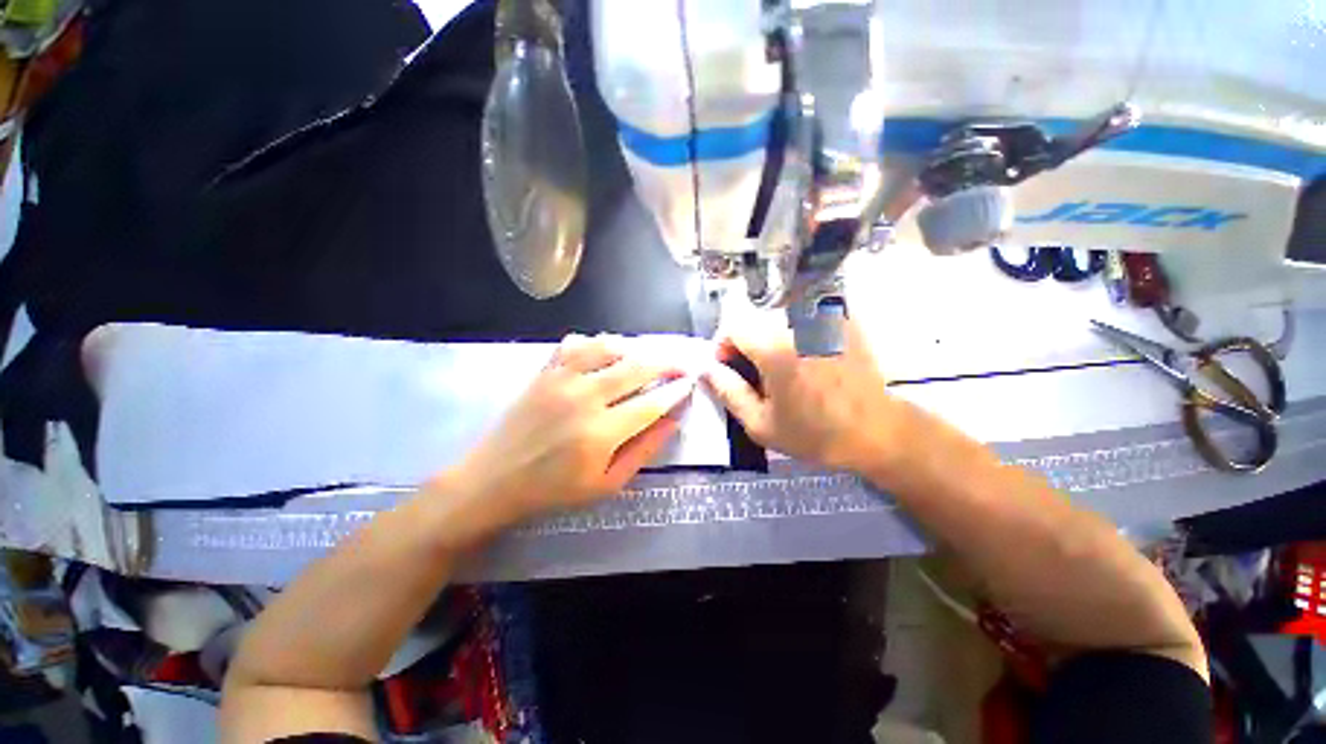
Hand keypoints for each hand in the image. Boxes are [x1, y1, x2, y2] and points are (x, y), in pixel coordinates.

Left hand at [443, 333, 696, 526]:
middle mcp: (584, 397)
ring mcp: (561, 379)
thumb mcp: (607, 483)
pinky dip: (596, 343)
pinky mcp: (544, 371)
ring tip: (646, 358)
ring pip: (609, 347)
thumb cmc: (554, 490)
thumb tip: (673, 421)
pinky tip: (605, 353)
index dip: (676, 391)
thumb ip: (644, 450)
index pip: (653, 402)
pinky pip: (576, 343)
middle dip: (666, 363)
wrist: (494, 480)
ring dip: (634, 349)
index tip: (689, 385)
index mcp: (602, 432)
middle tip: (680, 365)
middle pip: (637, 367)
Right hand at [702, 313, 904, 472]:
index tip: (730, 368)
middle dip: (747, 344)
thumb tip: (707, 369)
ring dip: (770, 339)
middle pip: (756, 321)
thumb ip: (728, 392)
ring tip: (783, 369)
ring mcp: (824, 319)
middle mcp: (799, 324)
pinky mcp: (842, 322)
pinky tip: (808, 361)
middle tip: (756, 374)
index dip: (724, 346)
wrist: (877, 432)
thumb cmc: (816, 434)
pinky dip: (796, 335)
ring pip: (778, 319)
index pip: (733, 326)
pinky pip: (805, 319)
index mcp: (775, 348)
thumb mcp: (761, 424)